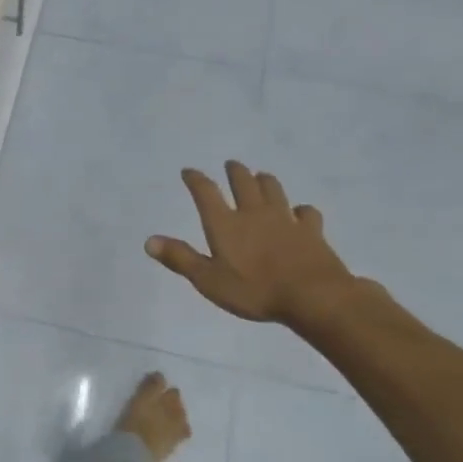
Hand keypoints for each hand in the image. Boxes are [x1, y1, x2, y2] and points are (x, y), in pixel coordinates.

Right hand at [146, 162, 358, 327]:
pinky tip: (300, 212)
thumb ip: (180, 258)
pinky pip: (306, 213)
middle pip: (244, 183)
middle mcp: (254, 214)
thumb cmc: (255, 290)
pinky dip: (301, 210)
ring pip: (274, 190)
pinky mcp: (311, 231)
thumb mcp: (208, 280)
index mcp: (225, 224)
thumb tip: (149, 241)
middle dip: (235, 172)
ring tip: (261, 177)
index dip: (196, 179)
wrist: (313, 296)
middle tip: (231, 165)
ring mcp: (285, 220)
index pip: (206, 193)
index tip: (189, 171)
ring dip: (265, 181)